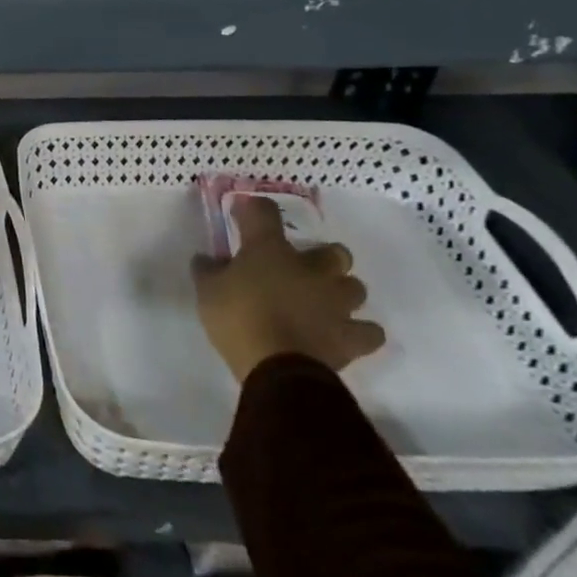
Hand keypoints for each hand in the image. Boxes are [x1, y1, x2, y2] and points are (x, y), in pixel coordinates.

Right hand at [191, 194, 385, 381]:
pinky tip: (343, 333)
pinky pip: (369, 331)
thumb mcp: (207, 290)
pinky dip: (359, 331)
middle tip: (302, 268)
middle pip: (335, 251)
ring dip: (341, 291)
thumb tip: (207, 259)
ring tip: (323, 302)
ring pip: (355, 288)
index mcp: (270, 250)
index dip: (253, 209)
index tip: (243, 213)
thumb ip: (207, 270)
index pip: (264, 212)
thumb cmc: (237, 318)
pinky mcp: (351, 337)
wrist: (277, 367)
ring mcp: (336, 303)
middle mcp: (310, 268)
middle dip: (323, 257)